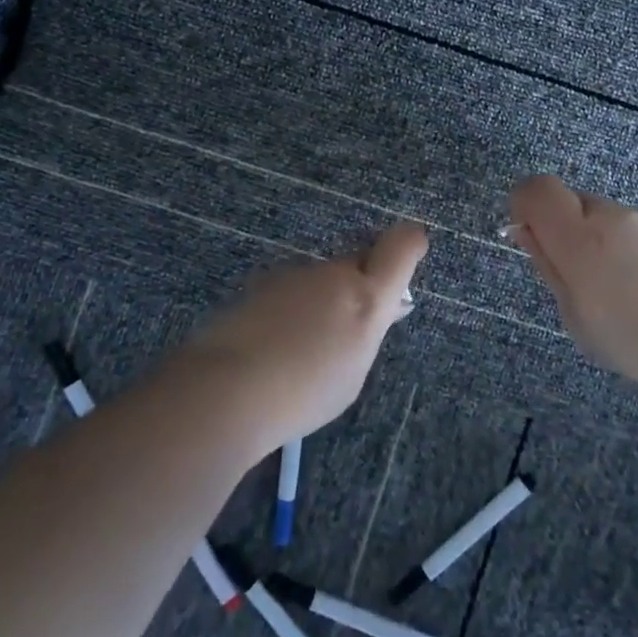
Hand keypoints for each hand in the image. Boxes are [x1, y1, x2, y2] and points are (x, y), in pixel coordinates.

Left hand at [171, 225, 427, 457]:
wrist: (226, 387)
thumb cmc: (302, 394)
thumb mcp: (352, 372)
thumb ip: (369, 332)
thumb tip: (385, 309)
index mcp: (366, 298)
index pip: (401, 246)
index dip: (410, 243)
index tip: (411, 251)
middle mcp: (332, 274)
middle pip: (357, 262)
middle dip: (360, 283)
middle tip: (348, 325)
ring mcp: (293, 275)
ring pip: (320, 278)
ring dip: (320, 300)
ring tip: (300, 347)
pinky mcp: (260, 283)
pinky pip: (289, 290)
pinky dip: (290, 309)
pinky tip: (272, 344)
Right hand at [509, 175, 637, 397]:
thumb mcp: (577, 317)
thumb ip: (548, 266)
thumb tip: (524, 229)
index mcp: (581, 240)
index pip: (537, 189)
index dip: (525, 204)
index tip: (530, 233)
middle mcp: (614, 216)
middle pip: (573, 203)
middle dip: (568, 230)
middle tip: (584, 277)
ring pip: (608, 218)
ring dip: (604, 241)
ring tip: (628, 289)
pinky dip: (635, 248)